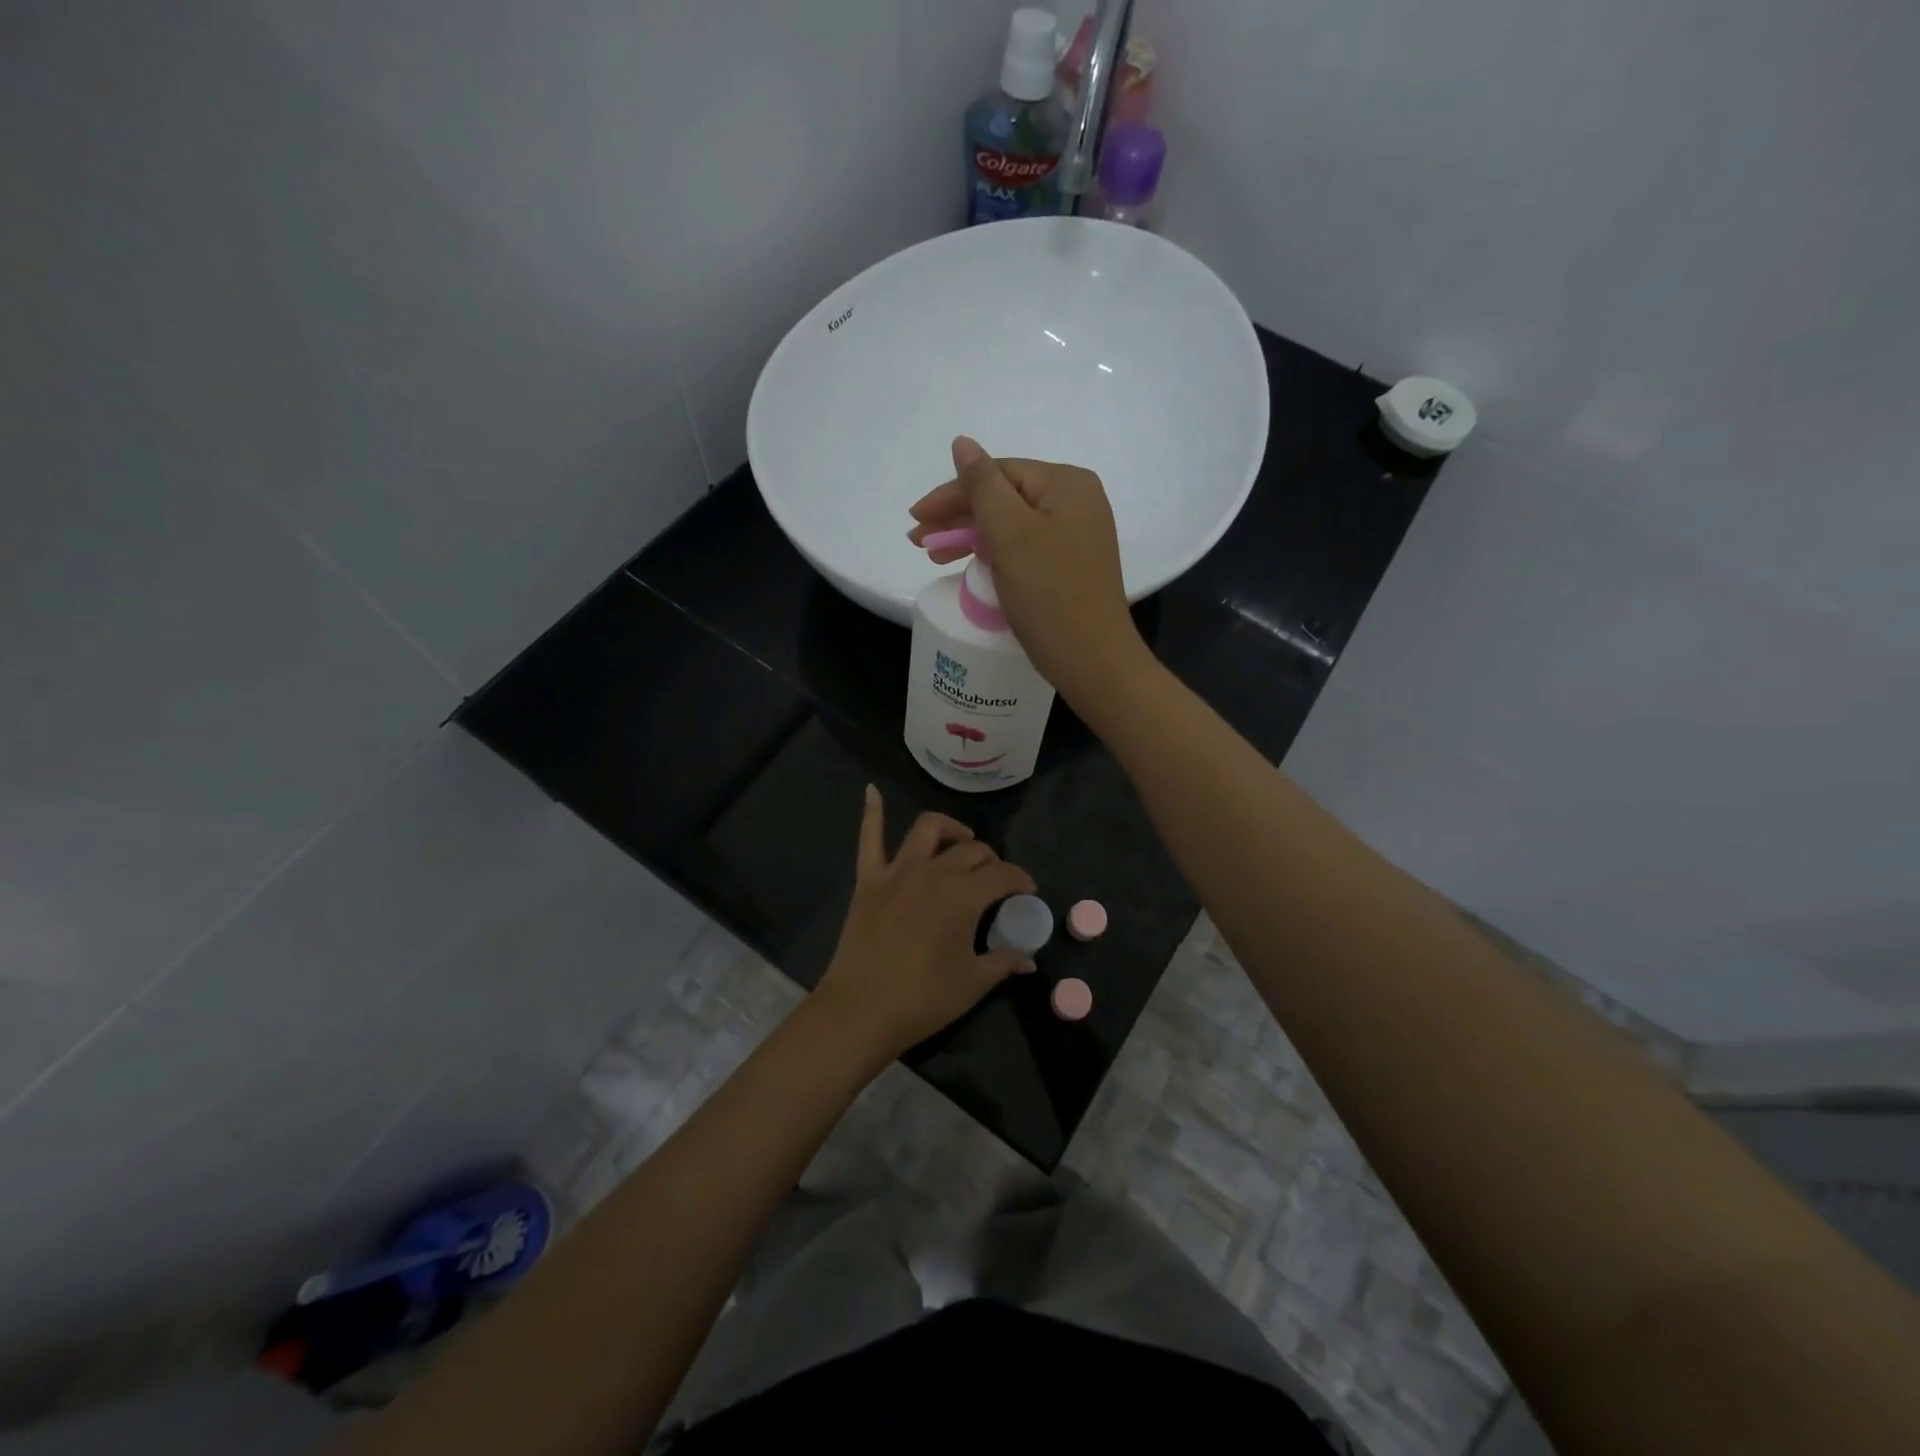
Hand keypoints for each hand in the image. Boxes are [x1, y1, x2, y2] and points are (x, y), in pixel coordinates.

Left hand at [812, 786, 1036, 1063]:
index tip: (1028, 892)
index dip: (1020, 880)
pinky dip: (871, 811)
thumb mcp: (973, 983)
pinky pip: (869, 838)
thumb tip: (1029, 958)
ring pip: (928, 829)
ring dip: (950, 829)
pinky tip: (871, 790)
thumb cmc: (923, 999)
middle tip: (996, 880)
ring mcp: (897, 871)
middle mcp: (934, 871)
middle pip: (970, 851)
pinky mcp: (869, 879)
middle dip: (990, 860)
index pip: (1002, 875)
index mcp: (964, 895)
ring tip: (961, 841)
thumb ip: (1004, 962)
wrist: (861, 1010)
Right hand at [907, 436, 1147, 706]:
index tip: (915, 519)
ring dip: (970, 536)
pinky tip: (971, 564)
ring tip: (933, 555)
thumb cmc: (1050, 594)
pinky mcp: (1071, 567)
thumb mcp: (1010, 534)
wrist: (1093, 662)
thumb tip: (962, 443)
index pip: (998, 474)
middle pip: (1005, 498)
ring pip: (1011, 526)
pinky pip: (1024, 549)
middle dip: (958, 517)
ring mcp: (1077, 536)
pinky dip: (994, 554)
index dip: (952, 494)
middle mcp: (1078, 503)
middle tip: (918, 541)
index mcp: (1068, 485)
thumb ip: (982, 485)